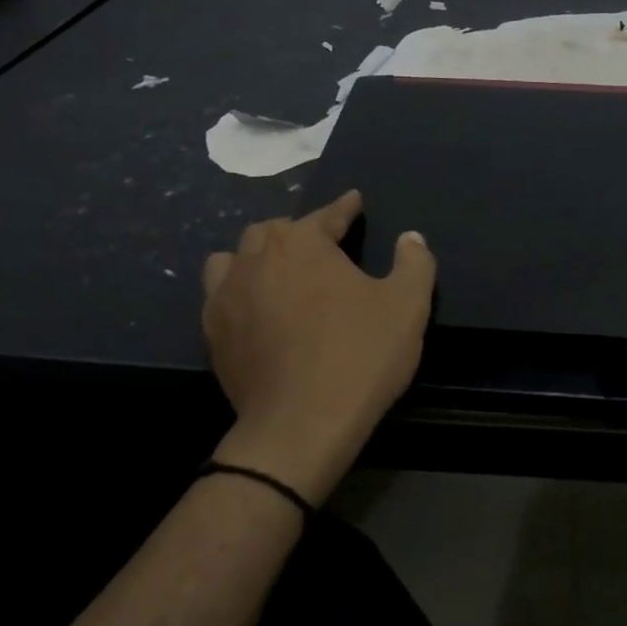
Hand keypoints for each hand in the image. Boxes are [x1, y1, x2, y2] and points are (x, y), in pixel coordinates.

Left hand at [201, 190, 435, 502]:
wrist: (301, 425)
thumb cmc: (360, 356)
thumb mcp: (407, 306)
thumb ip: (414, 262)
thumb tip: (410, 237)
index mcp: (303, 243)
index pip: (327, 214)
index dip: (345, 207)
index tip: (354, 200)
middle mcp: (257, 257)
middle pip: (276, 230)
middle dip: (300, 231)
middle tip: (322, 245)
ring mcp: (227, 294)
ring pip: (237, 256)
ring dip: (259, 255)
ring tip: (278, 270)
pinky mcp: (212, 331)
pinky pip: (220, 293)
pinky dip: (238, 289)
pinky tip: (254, 307)